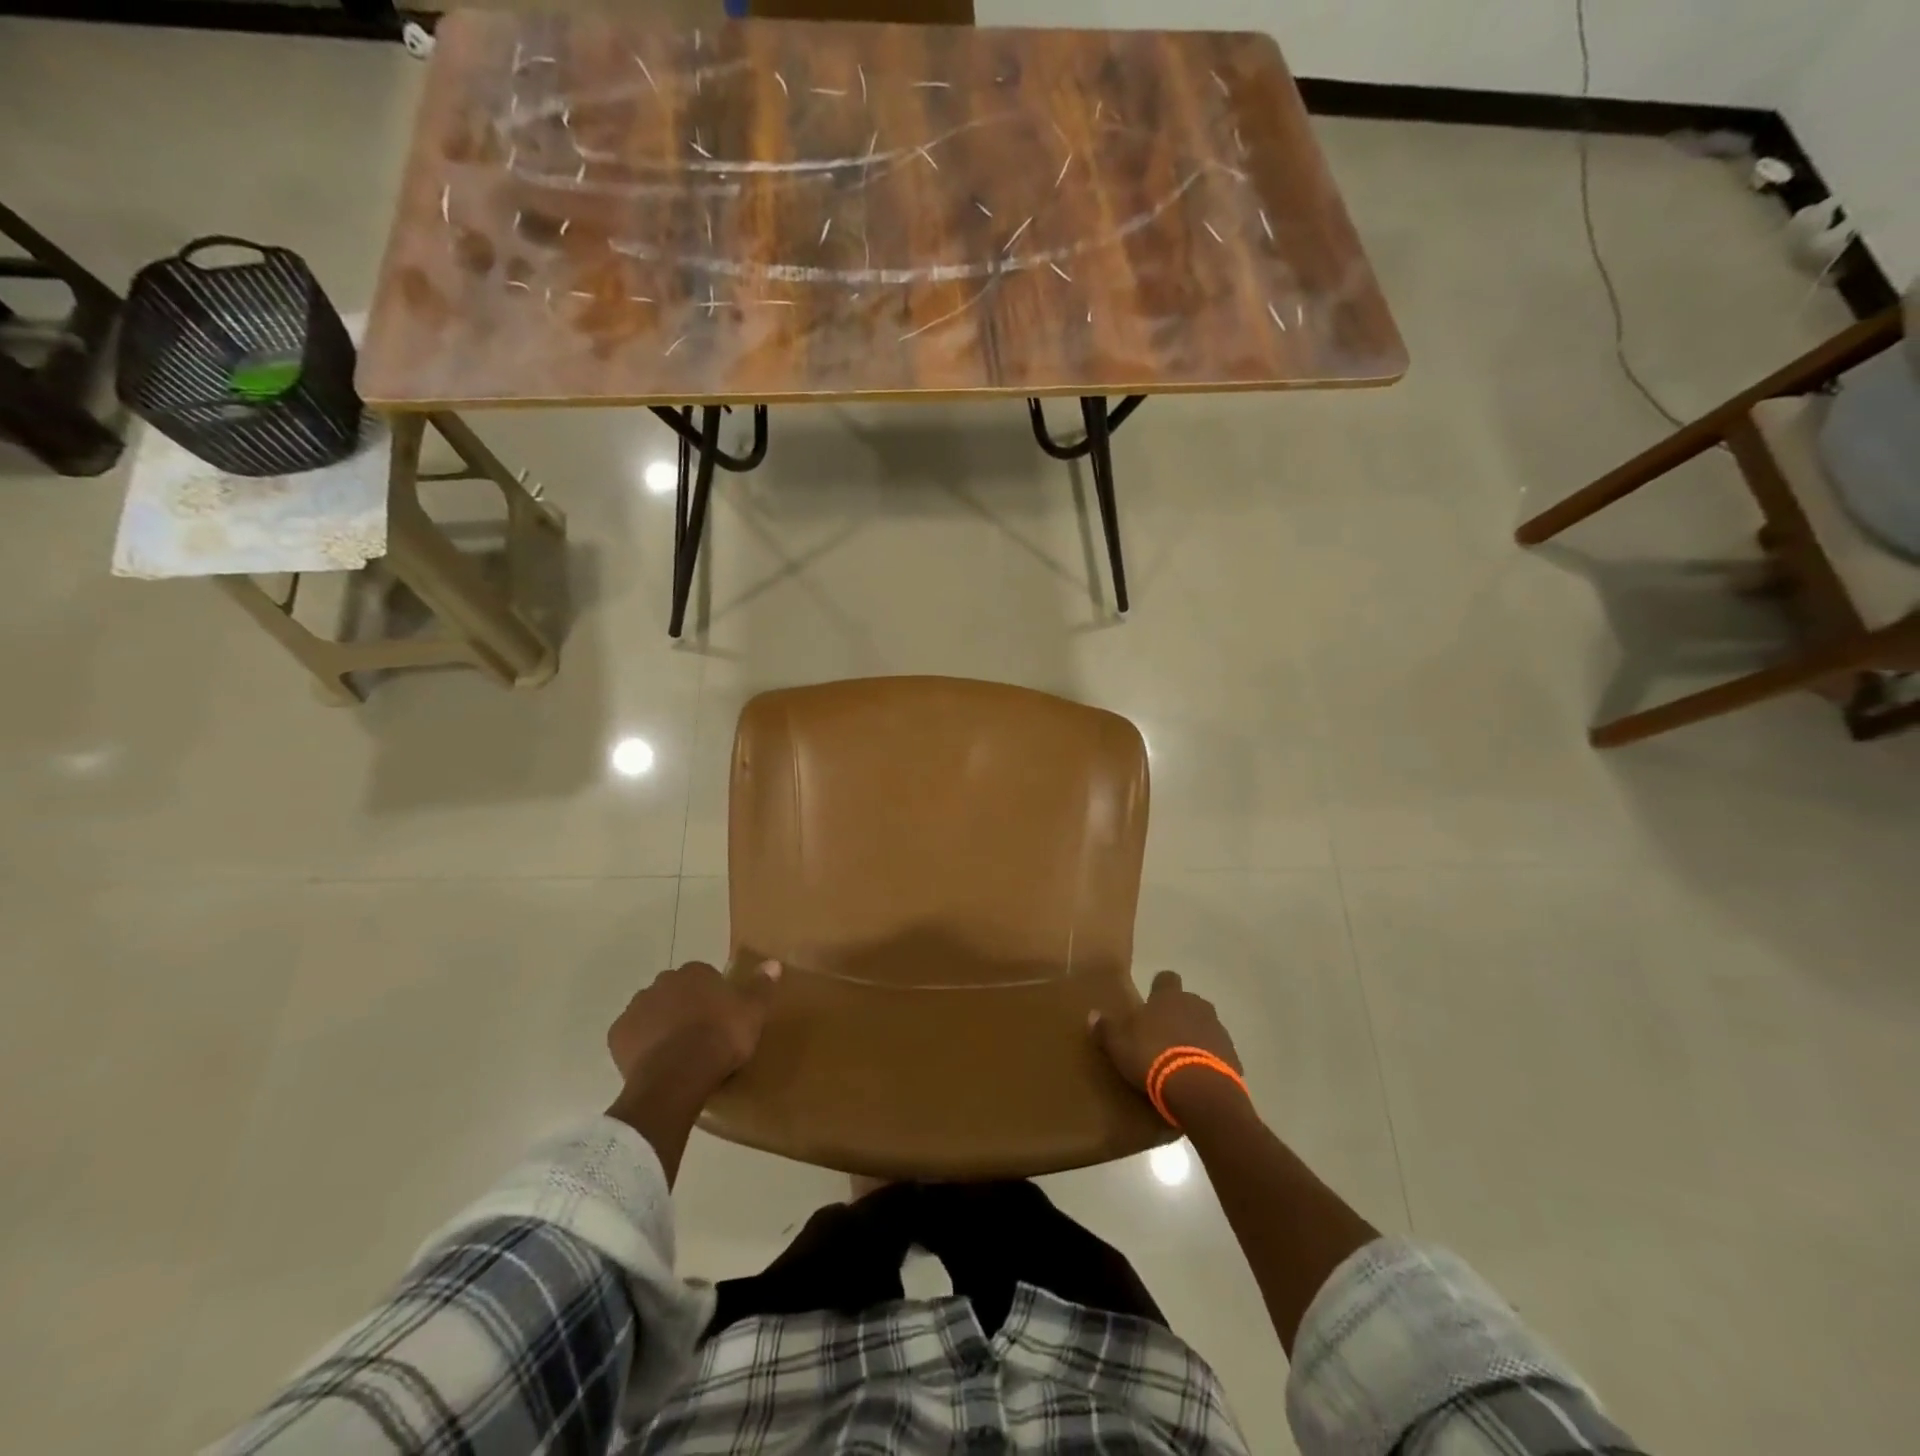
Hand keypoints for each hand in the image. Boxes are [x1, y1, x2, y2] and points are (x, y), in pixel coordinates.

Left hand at [607, 959, 780, 1097]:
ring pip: (652, 1012)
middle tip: (700, 1035)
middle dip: (684, 1007)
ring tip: (678, 1053)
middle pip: (676, 992)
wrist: (678, 1075)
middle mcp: (662, 982)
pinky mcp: (617, 1035)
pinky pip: (632, 1037)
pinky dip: (641, 1046)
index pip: (704, 976)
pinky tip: (656, 1063)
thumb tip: (773, 963)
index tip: (721, 1018)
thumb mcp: (753, 1012)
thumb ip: (762, 986)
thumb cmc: (721, 1037)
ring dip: (661, 1025)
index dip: (713, 997)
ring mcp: (636, 1007)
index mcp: (695, 972)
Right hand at [1090, 970, 1242, 1117]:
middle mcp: (1197, 1006)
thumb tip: (1092, 1014)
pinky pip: (1217, 1053)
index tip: (1150, 1003)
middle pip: (1188, 1003)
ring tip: (1178, 1061)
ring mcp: (1218, 1030)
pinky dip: (1208, 1060)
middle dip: (1177, 1015)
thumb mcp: (1119, 1045)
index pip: (1166, 979)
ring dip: (1194, 1038)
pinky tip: (1195, 1078)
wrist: (1199, 1089)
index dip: (1159, 988)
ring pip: (1204, 1027)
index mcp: (1169, 997)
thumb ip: (1106, 1029)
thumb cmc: (1154, 1057)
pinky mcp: (1233, 1057)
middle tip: (1161, 1036)